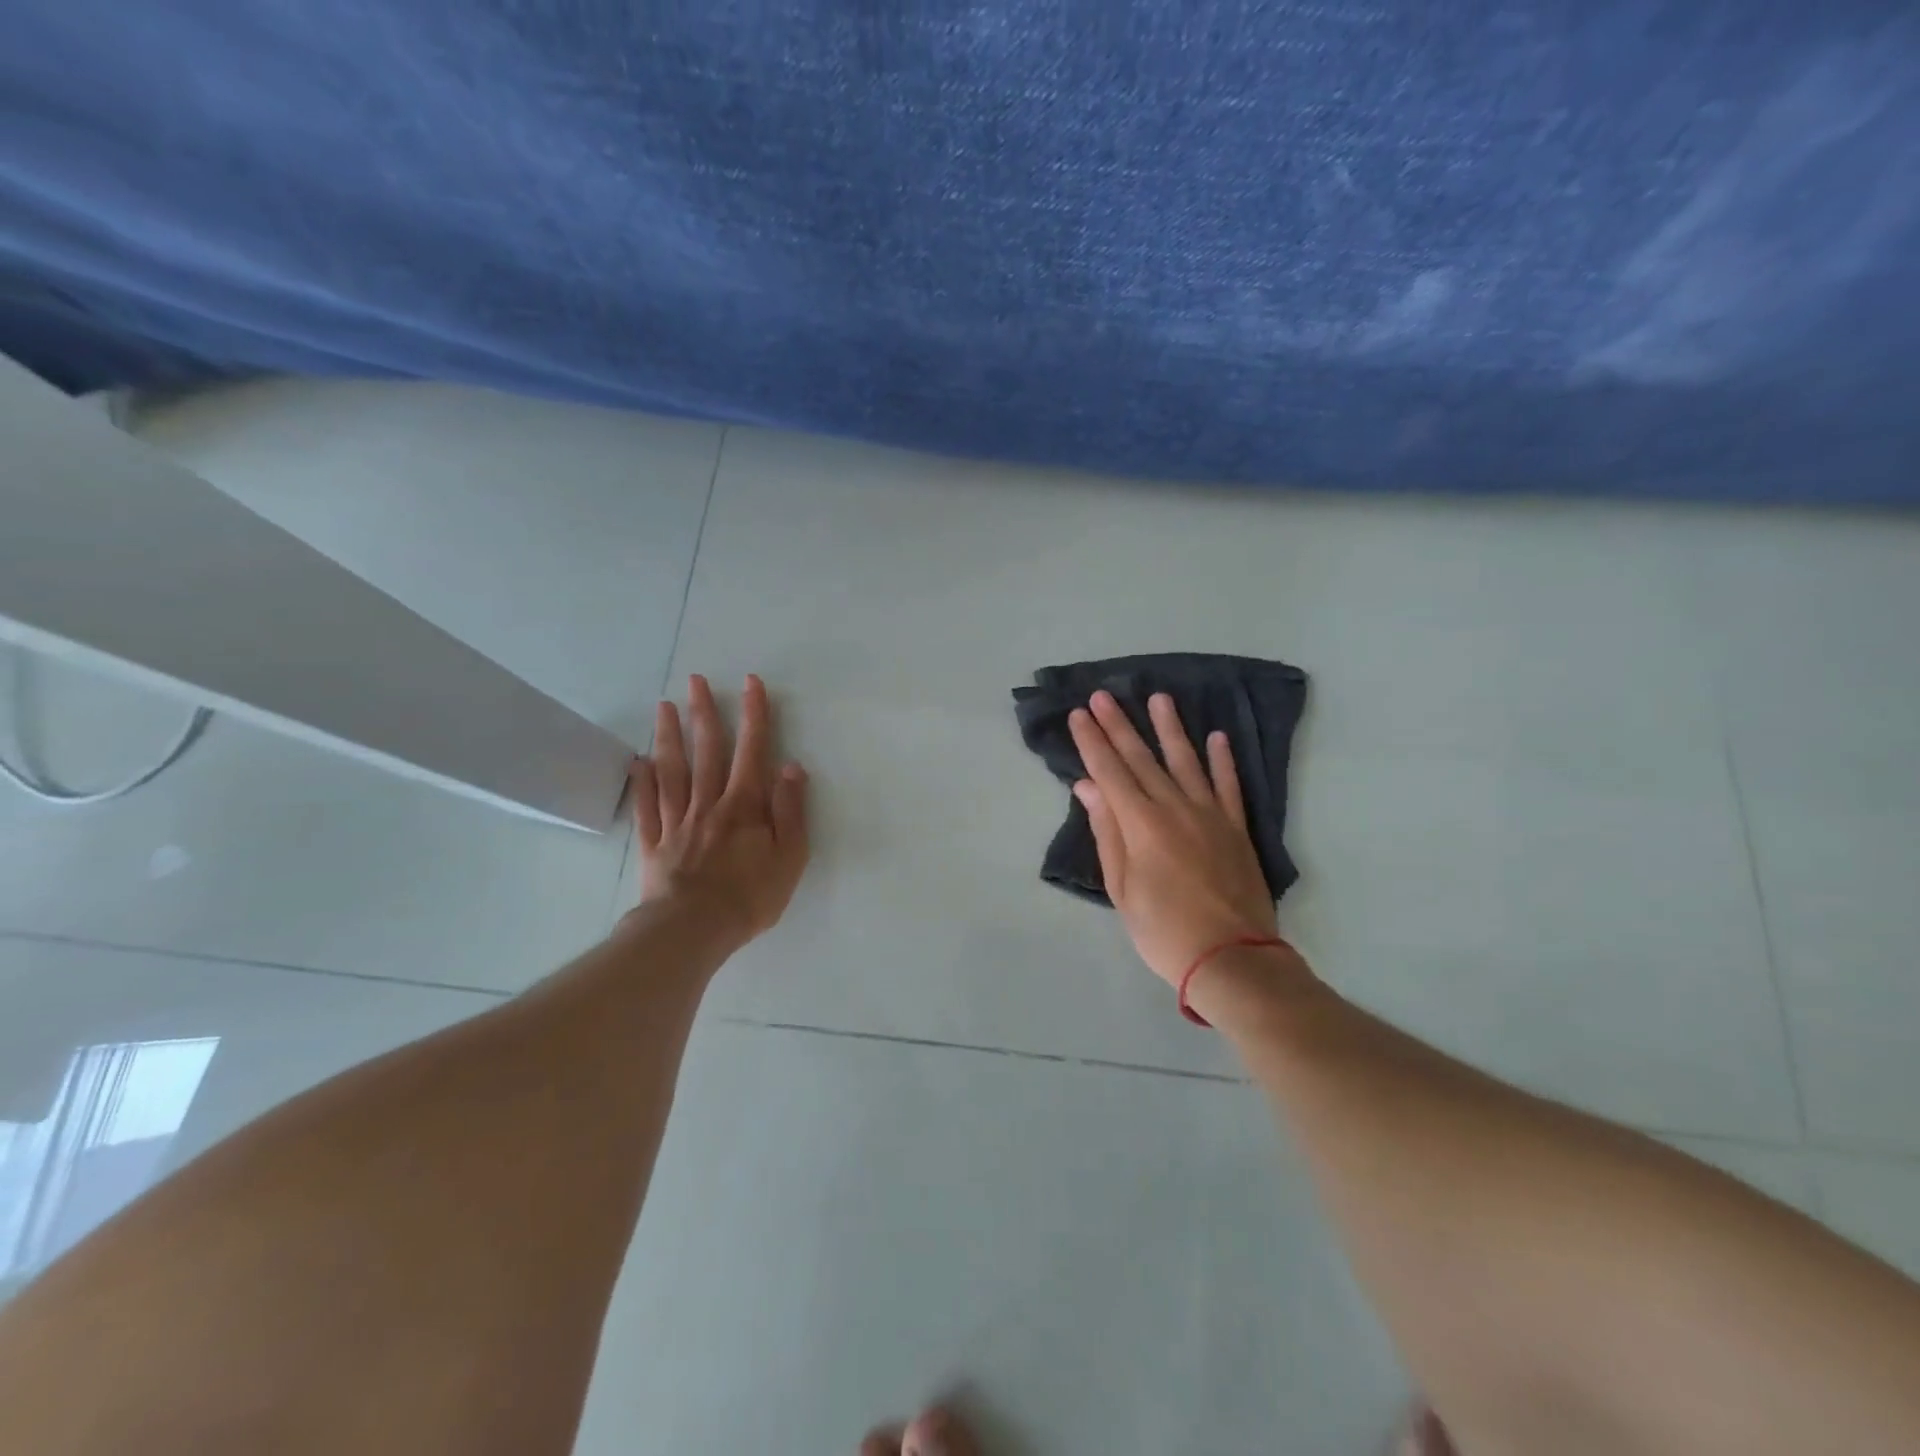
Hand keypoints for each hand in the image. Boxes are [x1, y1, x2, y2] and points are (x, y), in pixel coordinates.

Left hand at [630, 673, 808, 945]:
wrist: (693, 930)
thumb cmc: (750, 896)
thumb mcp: (790, 856)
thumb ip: (790, 810)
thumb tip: (791, 766)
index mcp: (744, 805)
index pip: (752, 750)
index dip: (754, 715)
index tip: (751, 683)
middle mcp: (709, 803)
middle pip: (706, 751)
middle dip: (704, 713)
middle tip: (695, 680)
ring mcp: (677, 821)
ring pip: (673, 770)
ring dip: (669, 736)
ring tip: (664, 707)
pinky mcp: (655, 843)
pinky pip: (647, 806)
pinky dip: (642, 782)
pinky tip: (638, 762)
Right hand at [1069, 690, 1277, 986]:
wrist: (1232, 958)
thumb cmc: (1163, 930)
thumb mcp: (1122, 889)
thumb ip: (1107, 833)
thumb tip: (1089, 787)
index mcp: (1141, 824)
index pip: (1110, 772)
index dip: (1092, 742)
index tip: (1079, 715)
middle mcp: (1175, 809)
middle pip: (1142, 759)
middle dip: (1119, 726)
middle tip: (1103, 695)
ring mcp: (1210, 815)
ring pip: (1186, 761)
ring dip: (1170, 729)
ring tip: (1159, 698)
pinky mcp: (1236, 828)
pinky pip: (1228, 785)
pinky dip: (1222, 760)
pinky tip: (1216, 737)